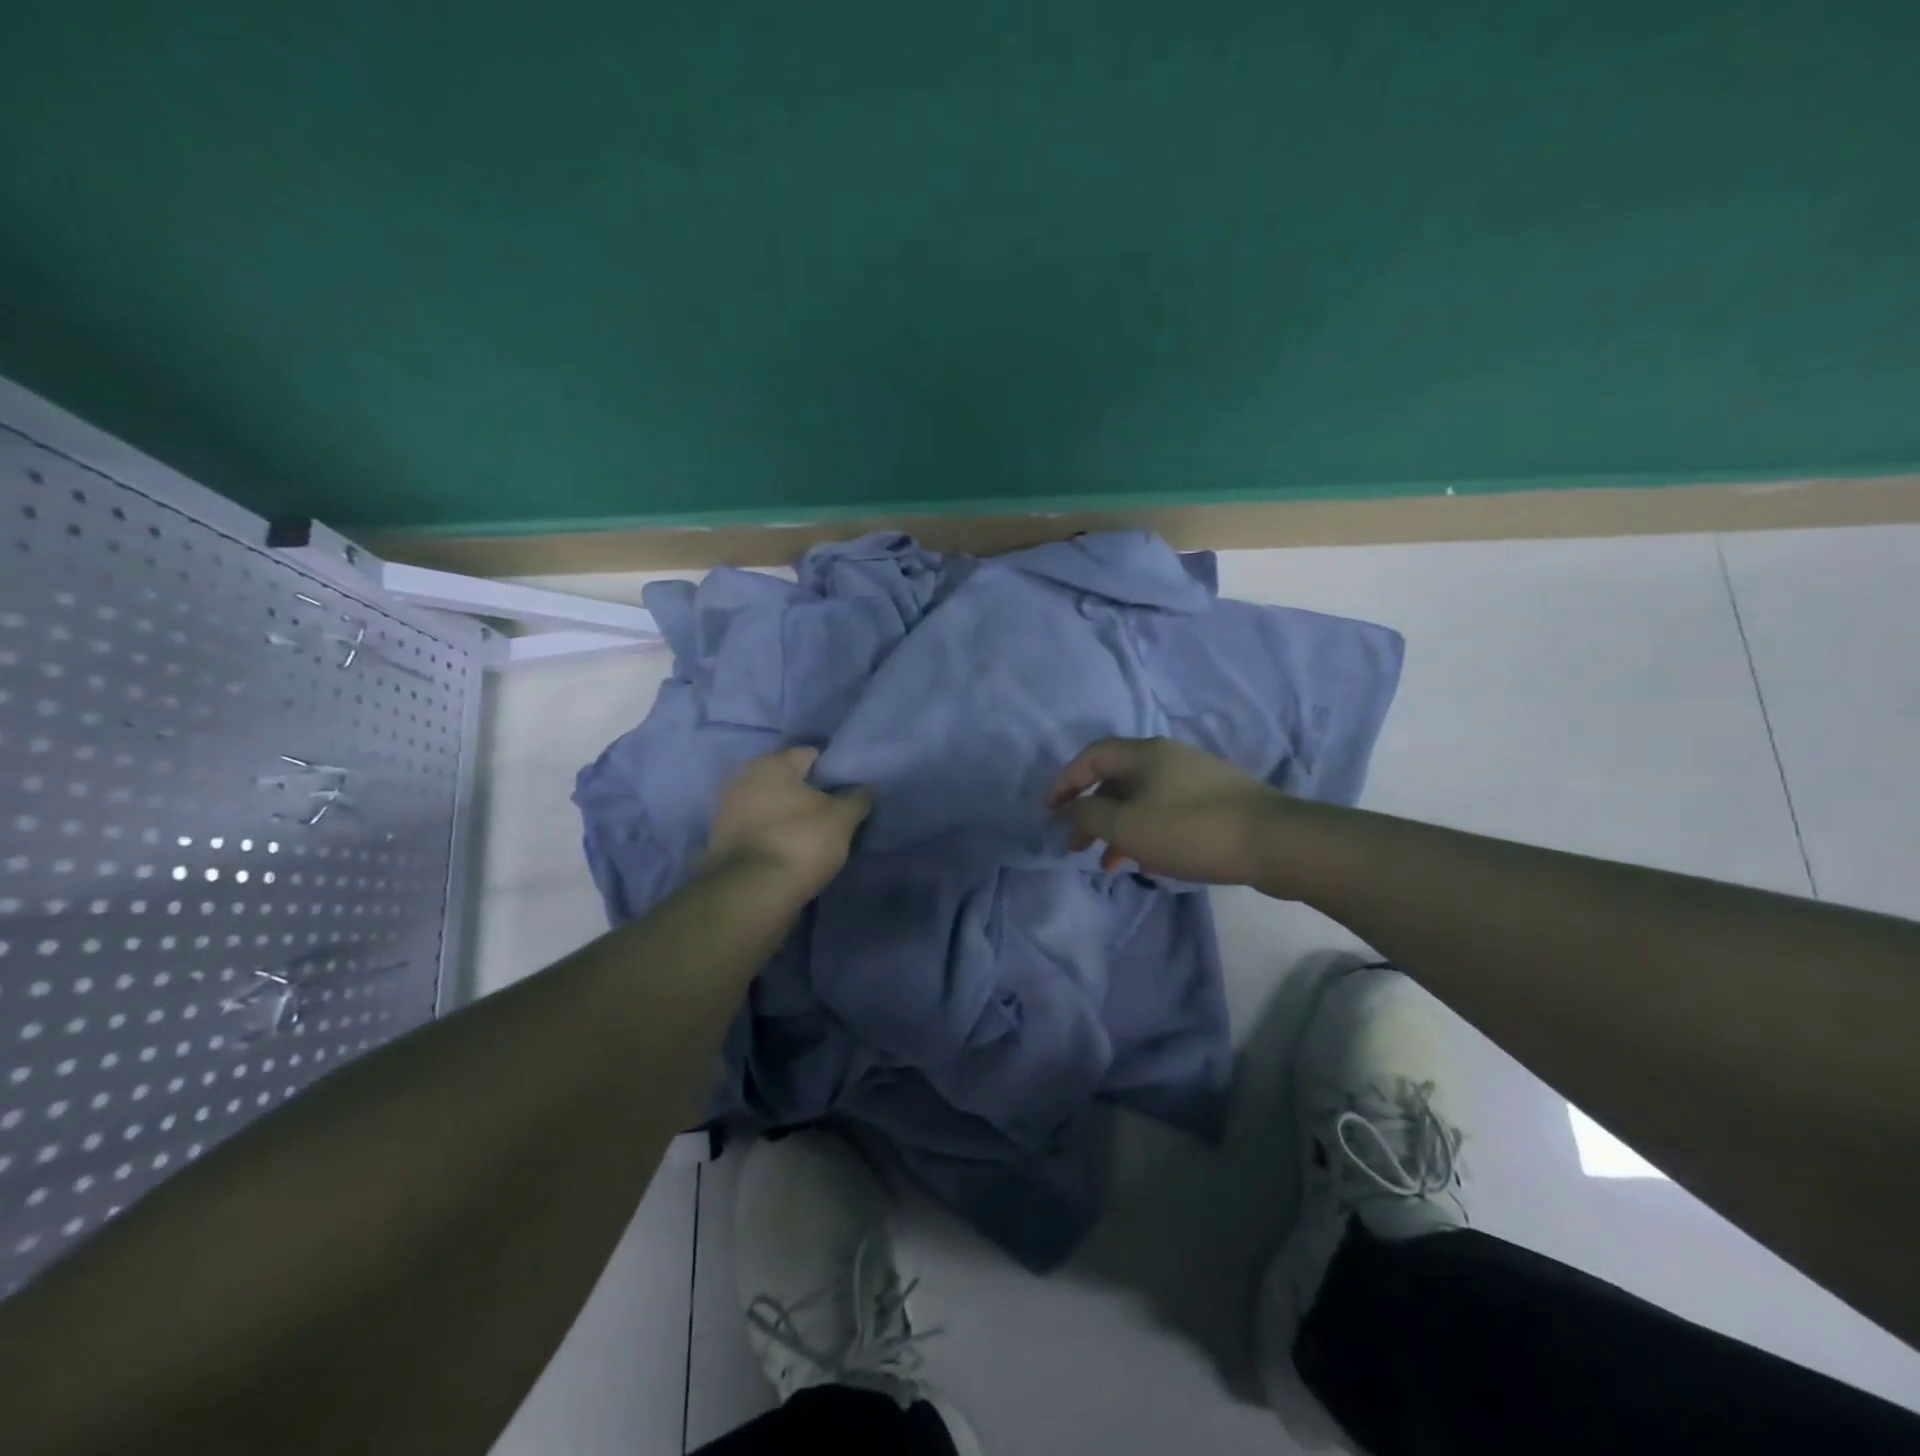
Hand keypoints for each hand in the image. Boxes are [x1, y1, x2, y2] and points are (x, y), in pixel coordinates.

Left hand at [703, 747, 871, 900]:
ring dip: (789, 816)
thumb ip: (858, 798)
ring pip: (770, 806)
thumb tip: (866, 787)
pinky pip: (758, 830)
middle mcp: (743, 778)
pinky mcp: (721, 842)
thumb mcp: (843, 818)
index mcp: (771, 763)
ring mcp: (727, 811)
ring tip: (815, 835)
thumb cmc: (801, 841)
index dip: (833, 770)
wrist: (752, 894)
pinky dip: (774, 836)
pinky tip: (792, 851)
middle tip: (835, 812)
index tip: (850, 789)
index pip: (810, 754)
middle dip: (809, 793)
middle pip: (787, 781)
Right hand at [1049, 736, 1280, 882]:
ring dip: (1118, 827)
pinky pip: (1166, 810)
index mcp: (1145, 753)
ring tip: (1109, 863)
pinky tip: (1148, 861)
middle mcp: (1168, 756)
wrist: (1275, 842)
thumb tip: (1070, 808)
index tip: (1050, 812)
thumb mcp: (1128, 826)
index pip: (1092, 756)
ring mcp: (1195, 777)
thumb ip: (1089, 816)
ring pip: (1142, 799)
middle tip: (1076, 845)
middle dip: (1091, 812)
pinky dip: (1147, 831)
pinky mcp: (1216, 801)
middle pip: (1116, 778)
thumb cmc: (1191, 830)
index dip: (1065, 781)